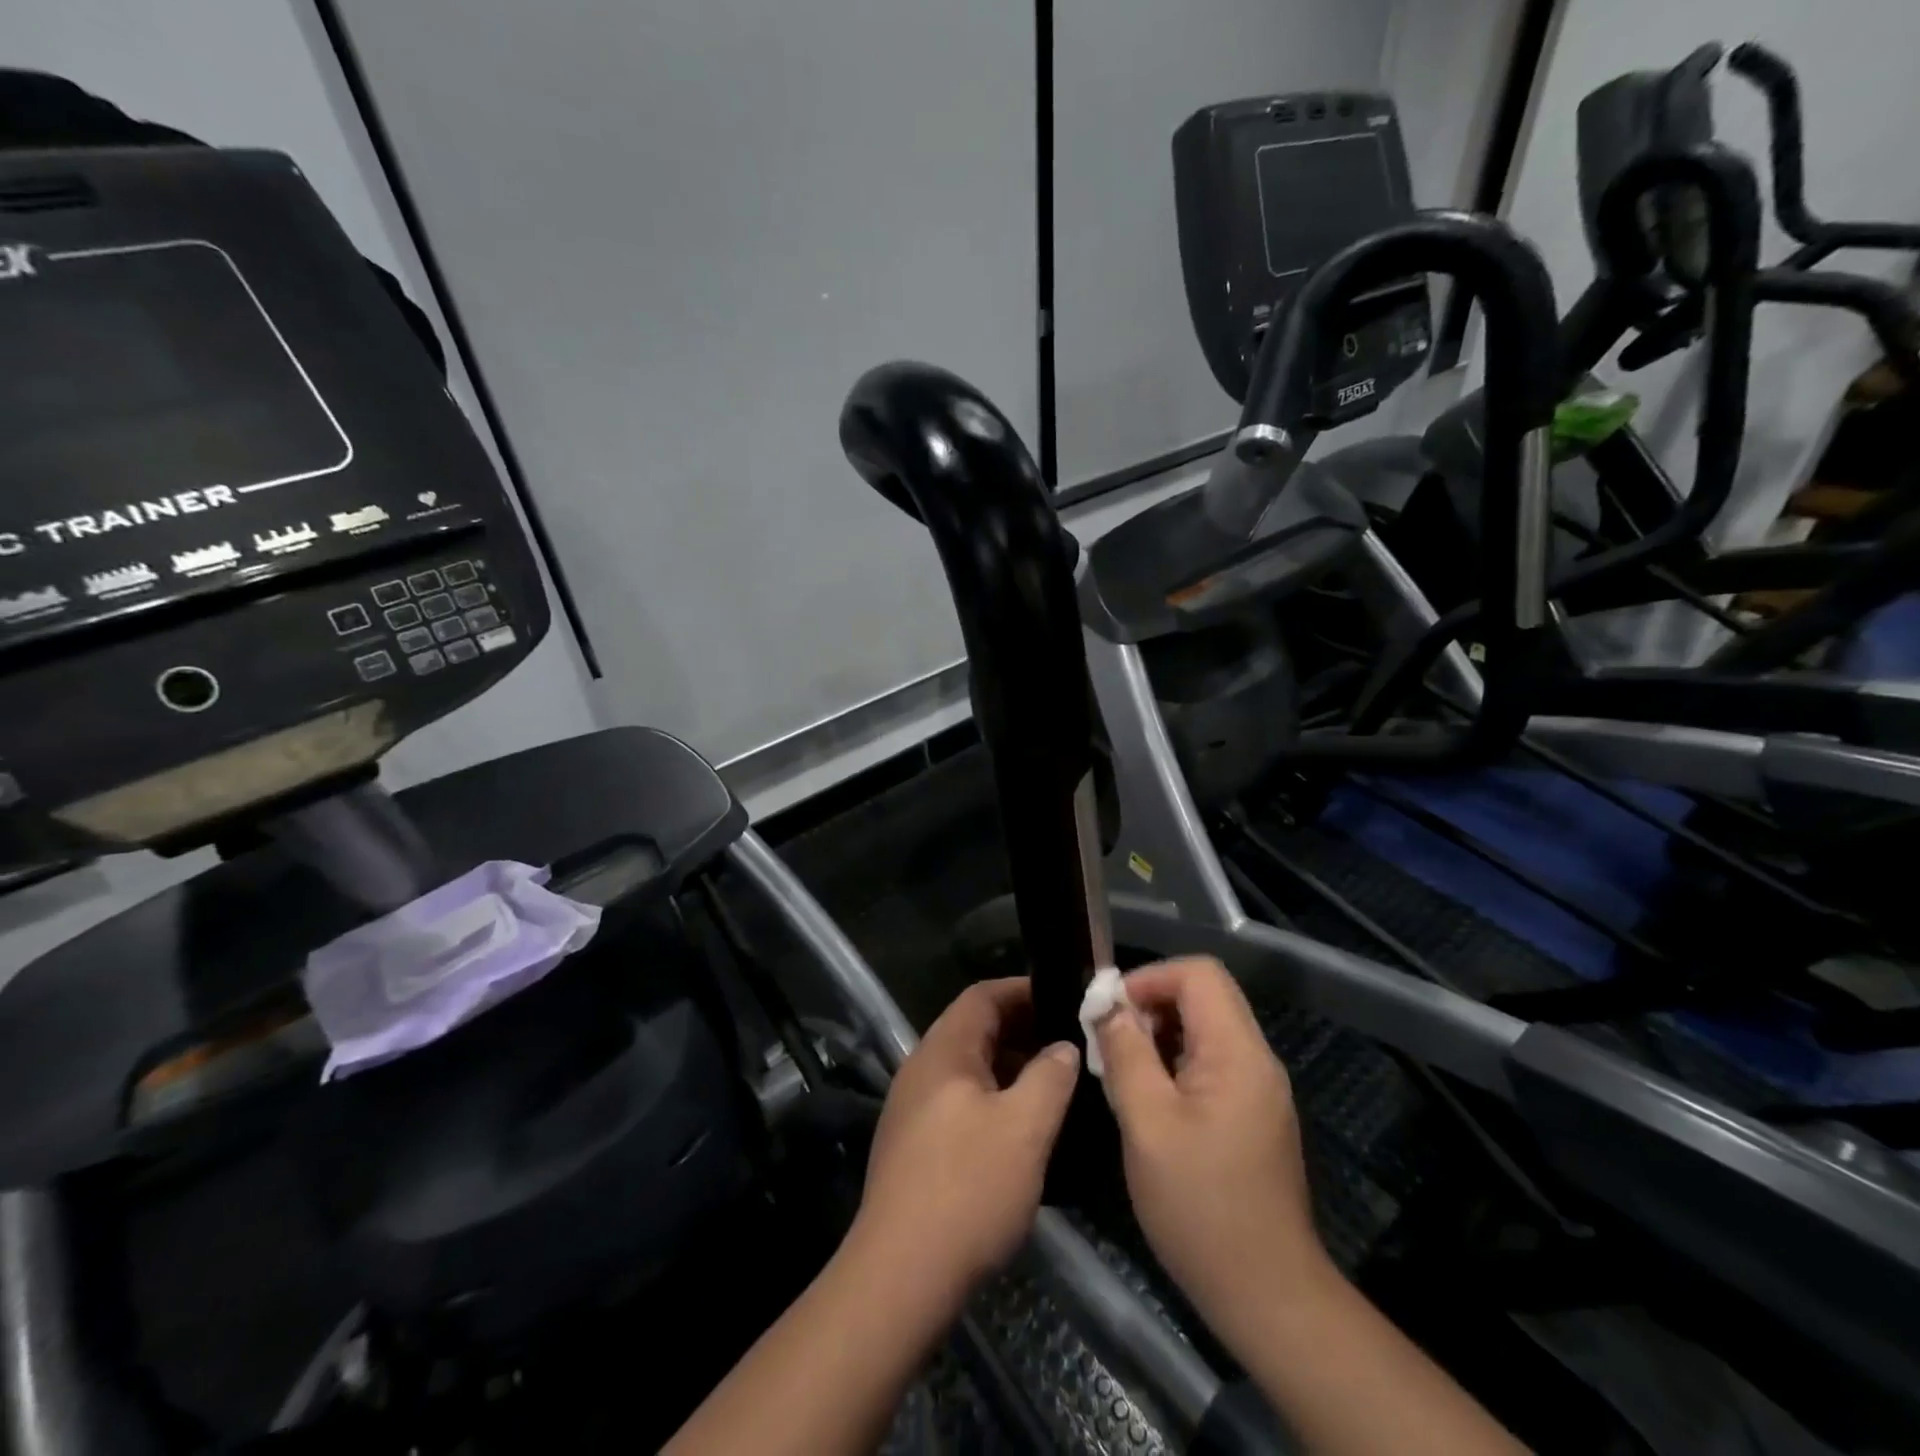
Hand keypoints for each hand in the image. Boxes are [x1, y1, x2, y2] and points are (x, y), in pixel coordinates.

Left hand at [852, 977, 1080, 1308]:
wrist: (900, 1276)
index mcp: (943, 1051)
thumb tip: (1063, 1048)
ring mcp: (912, 1109)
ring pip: (969, 1070)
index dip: (1023, 990)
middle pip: (975, 1031)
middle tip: (1069, 1047)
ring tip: (1054, 1089)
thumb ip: (1050, 1077)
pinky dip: (993, 1101)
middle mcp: (921, 1069)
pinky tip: (1021, 1133)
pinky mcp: (913, 1147)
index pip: (982, 995)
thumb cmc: (968, 1188)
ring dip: (1010, 1070)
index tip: (1064, 1000)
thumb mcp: (1025, 1128)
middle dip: (1023, 1032)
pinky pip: (960, 1103)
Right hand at [1092, 958, 1331, 1345]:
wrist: (1266, 1295)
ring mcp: (1258, 1088)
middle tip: (1110, 1042)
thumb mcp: (1147, 1125)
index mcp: (1238, 1052)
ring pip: (1205, 1028)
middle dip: (1150, 1005)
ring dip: (1159, 1035)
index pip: (1198, 973)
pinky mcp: (1253, 1114)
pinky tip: (1149, 1099)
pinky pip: (1210, 1062)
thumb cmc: (1200, 1207)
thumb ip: (1126, 1055)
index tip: (1110, 1011)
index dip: (1149, 978)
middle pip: (1203, 996)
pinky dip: (1174, 1062)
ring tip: (1123, 1070)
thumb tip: (1108, 1006)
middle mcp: (1256, 1059)